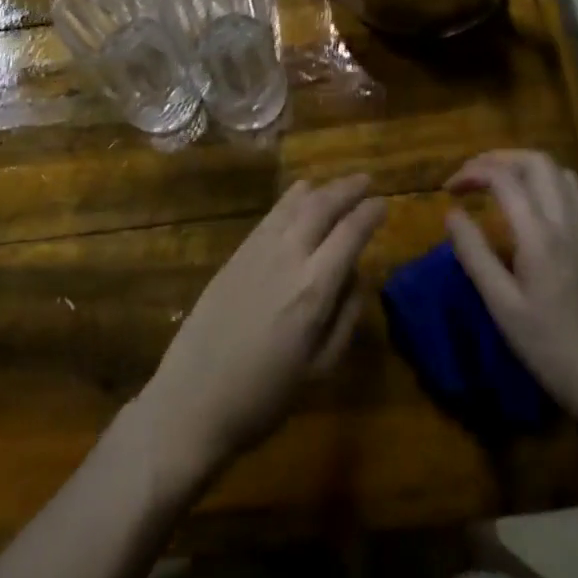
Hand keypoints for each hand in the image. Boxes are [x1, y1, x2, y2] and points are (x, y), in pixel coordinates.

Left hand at [136, 175, 383, 485]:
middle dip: (347, 190)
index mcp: (313, 289)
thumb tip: (355, 277)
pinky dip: (290, 199)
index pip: (349, 235)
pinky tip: (299, 196)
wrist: (193, 398)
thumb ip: (345, 318)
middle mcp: (287, 257)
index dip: (369, 214)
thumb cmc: (264, 395)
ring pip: (294, 204)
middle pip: (321, 207)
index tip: (384, 202)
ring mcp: (257, 251)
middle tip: (367, 180)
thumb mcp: (320, 368)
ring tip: (337, 184)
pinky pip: (270, 214)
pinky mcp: (236, 253)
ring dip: (320, 189)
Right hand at [445, 150, 577, 421]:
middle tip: (471, 177)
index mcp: (540, 235)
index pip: (504, 178)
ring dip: (524, 166)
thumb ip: (474, 254)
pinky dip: (547, 181)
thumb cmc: (550, 348)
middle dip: (498, 158)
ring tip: (497, 183)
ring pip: (559, 171)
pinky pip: (574, 191)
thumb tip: (452, 213)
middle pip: (536, 161)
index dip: (472, 172)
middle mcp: (568, 221)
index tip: (448, 190)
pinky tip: (532, 204)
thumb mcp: (501, 305)